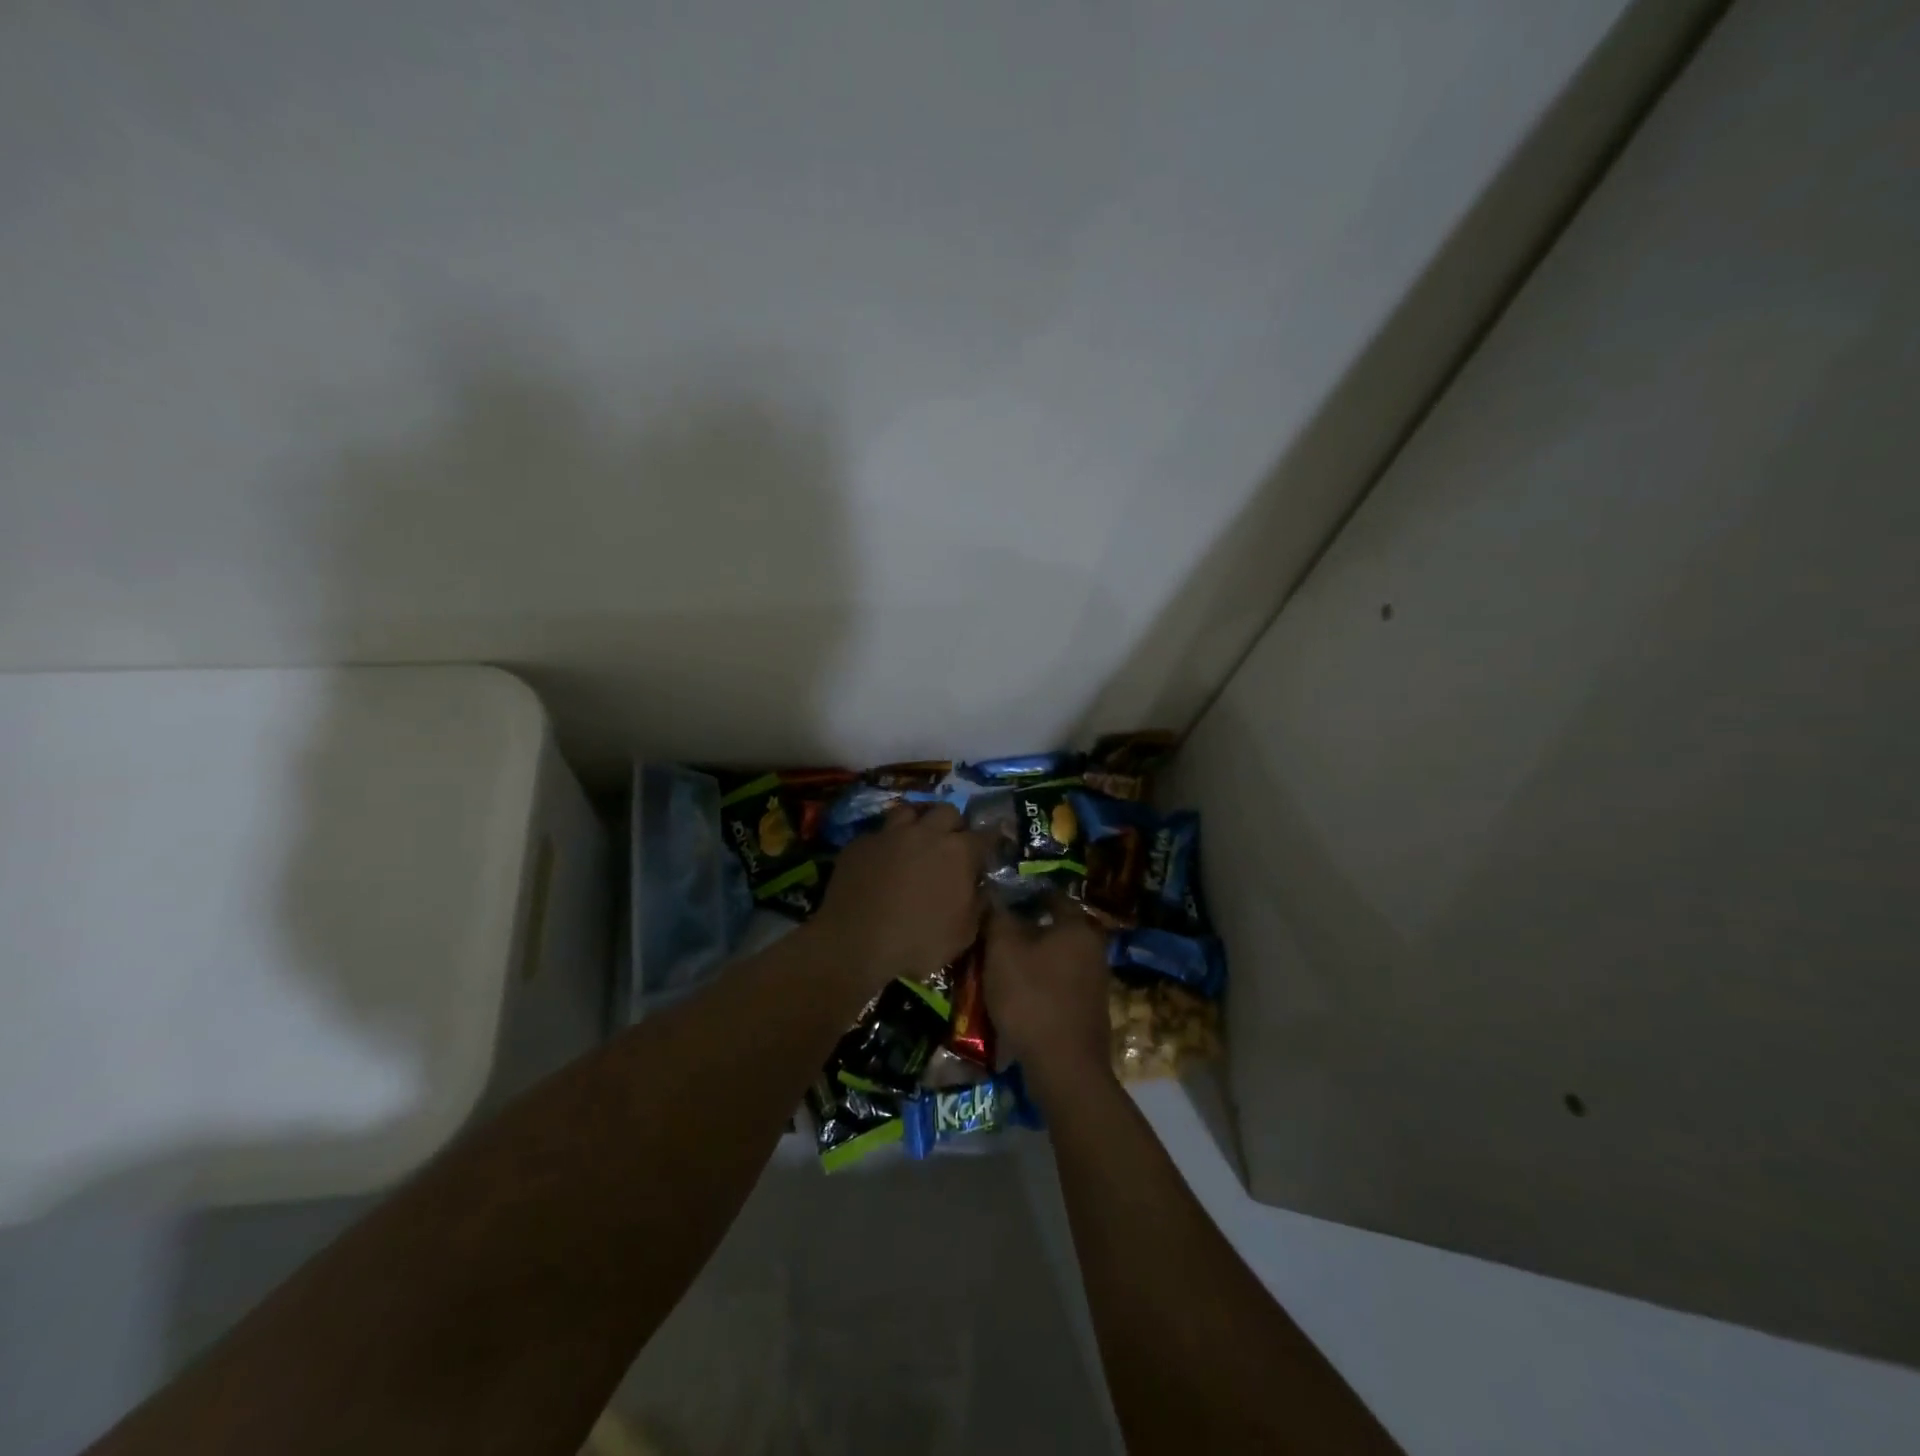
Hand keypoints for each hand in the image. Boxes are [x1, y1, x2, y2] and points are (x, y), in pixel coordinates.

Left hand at [813, 804, 986, 991]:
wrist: (854, 942)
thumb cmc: (918, 942)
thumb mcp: (963, 934)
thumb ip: (978, 905)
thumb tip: (982, 888)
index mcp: (958, 852)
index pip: (985, 835)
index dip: (991, 840)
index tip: (992, 846)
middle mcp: (926, 833)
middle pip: (947, 811)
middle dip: (953, 824)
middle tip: (951, 844)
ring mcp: (890, 834)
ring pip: (909, 810)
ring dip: (917, 822)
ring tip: (915, 840)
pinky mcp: (860, 843)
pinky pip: (879, 834)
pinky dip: (886, 843)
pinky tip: (882, 860)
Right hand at [982, 902, 1112, 1091]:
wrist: (1064, 1068)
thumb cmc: (1032, 997)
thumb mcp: (1003, 950)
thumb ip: (997, 916)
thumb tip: (992, 892)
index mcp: (1078, 926)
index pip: (1050, 895)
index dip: (1022, 894)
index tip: (997, 901)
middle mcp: (1093, 948)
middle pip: (1053, 928)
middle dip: (1024, 930)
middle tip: (992, 935)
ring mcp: (1094, 982)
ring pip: (1054, 958)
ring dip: (1029, 960)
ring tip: (997, 967)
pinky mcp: (1087, 1010)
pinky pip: (1057, 985)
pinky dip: (1037, 985)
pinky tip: (1015, 996)